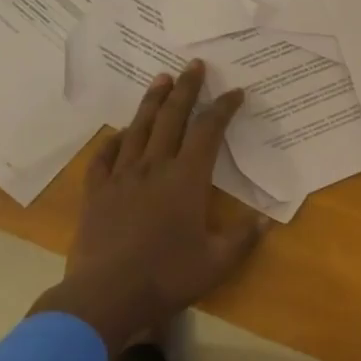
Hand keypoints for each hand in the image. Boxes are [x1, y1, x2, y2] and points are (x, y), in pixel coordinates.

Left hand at [31, 61, 268, 353]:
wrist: (105, 295)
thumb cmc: (166, 276)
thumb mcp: (216, 263)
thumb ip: (242, 239)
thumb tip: (264, 221)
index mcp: (187, 179)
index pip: (209, 132)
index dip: (223, 108)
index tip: (235, 92)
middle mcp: (155, 167)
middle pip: (172, 118)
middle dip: (186, 89)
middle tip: (193, 65)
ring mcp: (122, 177)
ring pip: (139, 129)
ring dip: (151, 102)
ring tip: (160, 79)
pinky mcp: (96, 193)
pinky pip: (104, 157)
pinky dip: (113, 141)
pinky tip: (118, 133)